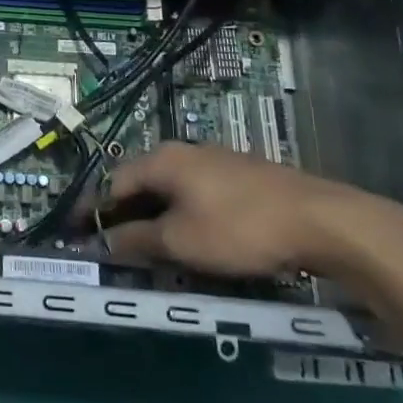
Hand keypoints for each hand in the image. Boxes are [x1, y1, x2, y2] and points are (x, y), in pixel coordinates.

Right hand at [79, 142, 402, 279]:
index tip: (79, 235)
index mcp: (161, 160)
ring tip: (152, 250)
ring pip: (171, 190)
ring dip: (155, 218)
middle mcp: (184, 152)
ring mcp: (216, 162)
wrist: (323, 221)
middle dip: (124, 215)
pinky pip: (196, 195)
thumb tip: (105, 240)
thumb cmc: (239, 228)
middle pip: (141, 183)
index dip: (94, 210)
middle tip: (115, 247)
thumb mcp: (180, 241)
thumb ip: (137, 240)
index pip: (113, 182)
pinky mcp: (242, 178)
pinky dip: (183, 216)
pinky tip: (193, 240)